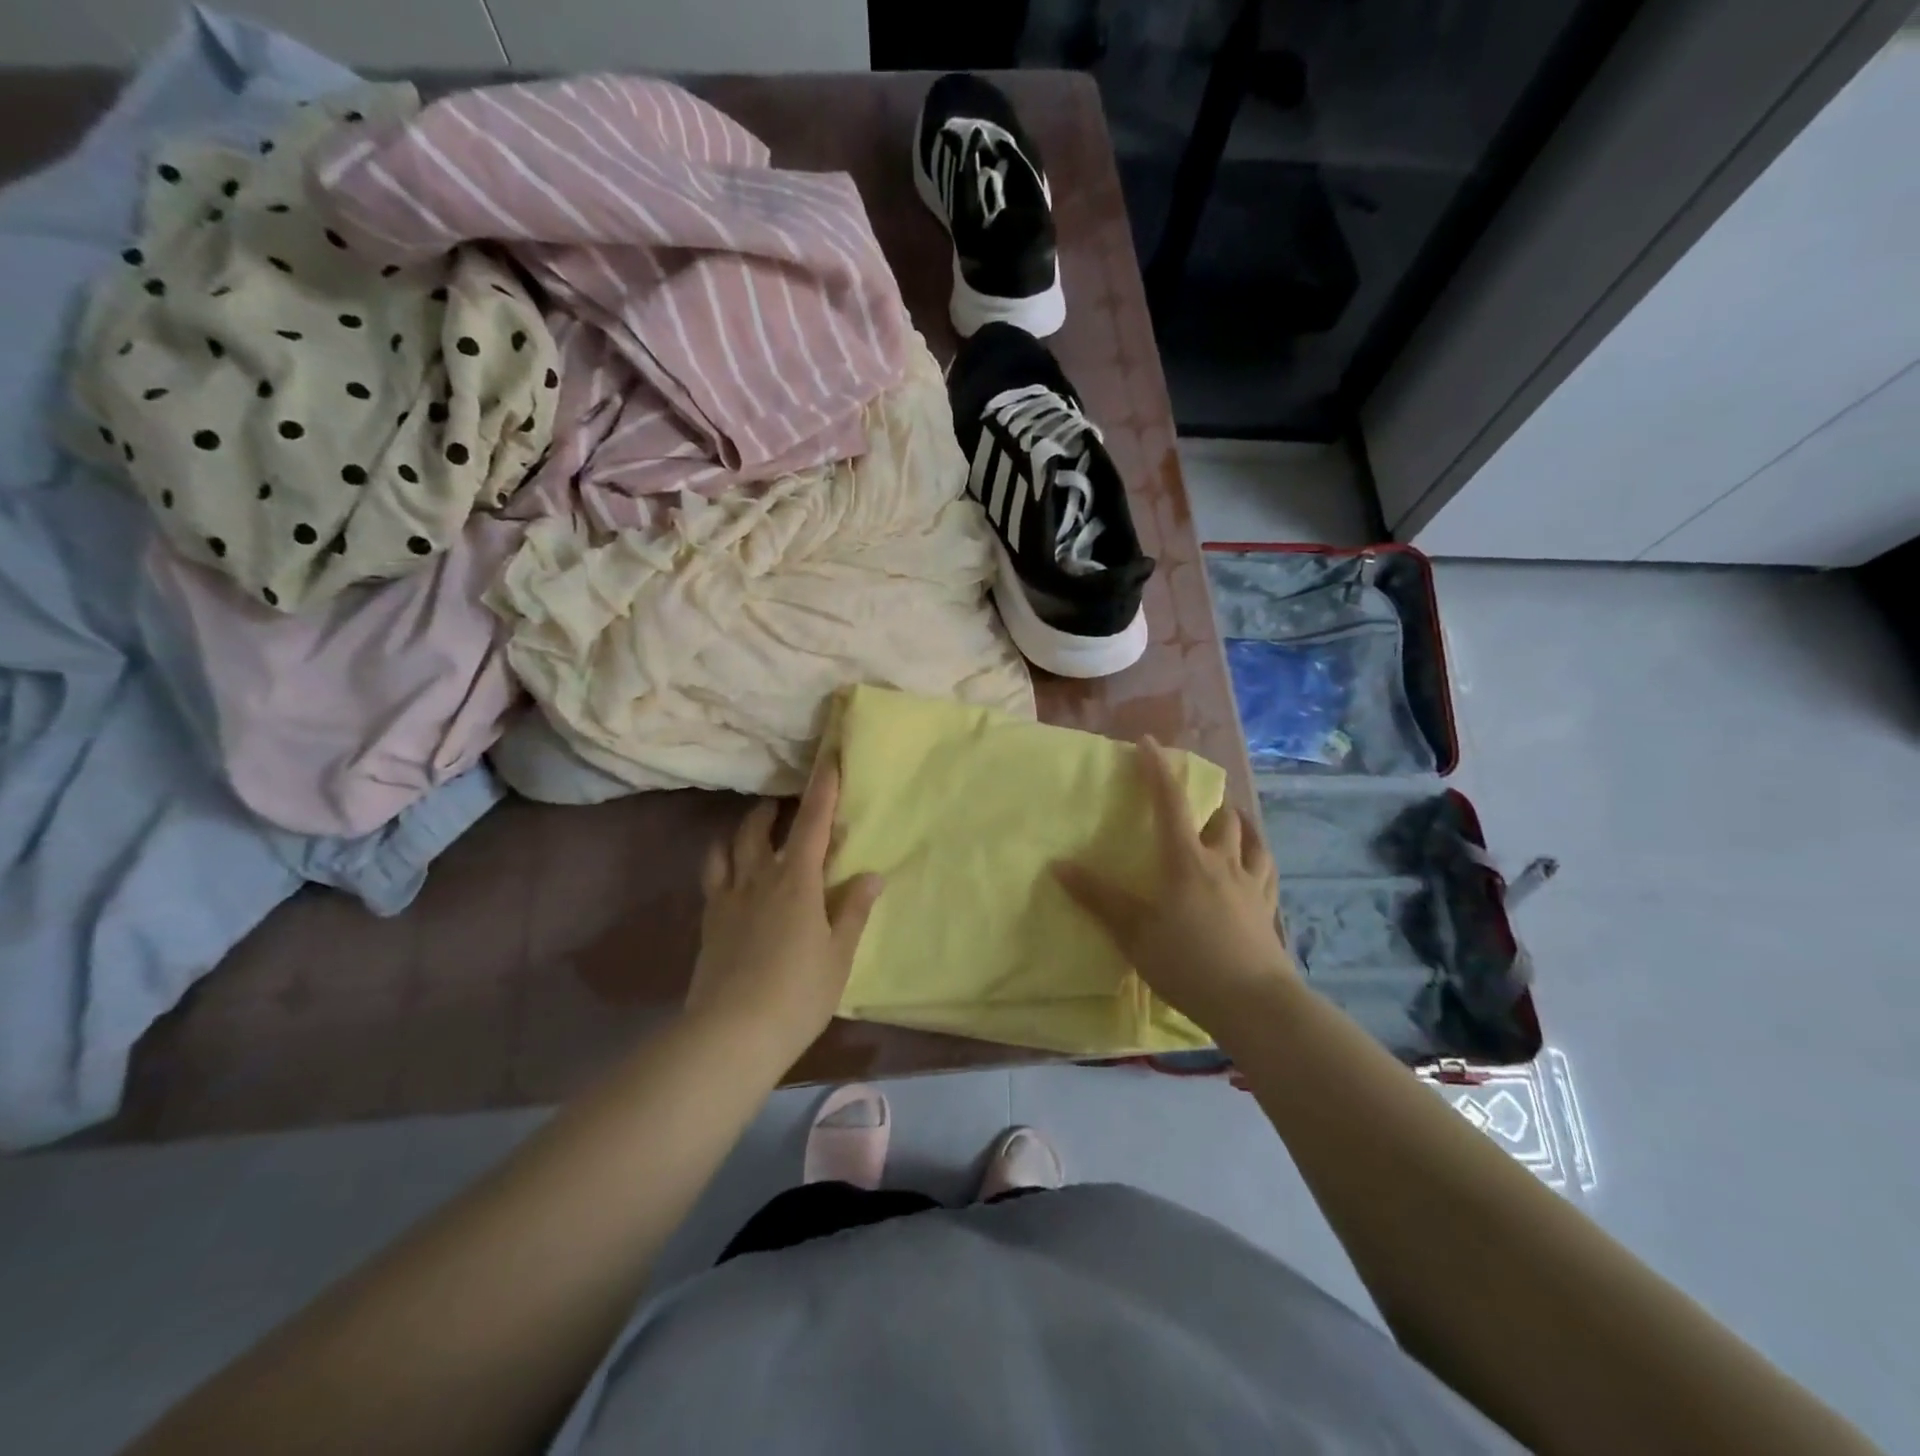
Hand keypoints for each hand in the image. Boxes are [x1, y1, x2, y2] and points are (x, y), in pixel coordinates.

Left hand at [688, 757, 885, 1068]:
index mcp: (796, 882)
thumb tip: (871, 874)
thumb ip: (853, 910)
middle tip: (784, 803)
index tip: (828, 760)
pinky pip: (712, 878)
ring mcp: (728, 900)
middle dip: (772, 809)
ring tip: (754, 830)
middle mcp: (758, 879)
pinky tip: (731, 875)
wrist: (731, 1034)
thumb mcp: (838, 954)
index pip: (811, 824)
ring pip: (727, 848)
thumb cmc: (798, 993)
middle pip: (759, 829)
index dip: (822, 790)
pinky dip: (721, 862)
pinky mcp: (709, 923)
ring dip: (742, 831)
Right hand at [1053, 737, 1294, 1031]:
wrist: (1253, 1003)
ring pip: (1251, 839)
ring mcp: (1251, 885)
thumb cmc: (1187, 963)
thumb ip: (1098, 898)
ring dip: (1238, 824)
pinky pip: (1267, 871)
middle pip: (1221, 817)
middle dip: (1207, 801)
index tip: (1148, 742)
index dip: (1157, 770)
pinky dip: (1258, 857)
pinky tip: (1255, 865)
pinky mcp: (1269, 909)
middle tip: (1194, 800)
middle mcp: (1222, 863)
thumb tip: (1058, 864)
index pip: (1169, 803)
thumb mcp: (1134, 933)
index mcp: (1185, 861)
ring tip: (1229, 822)